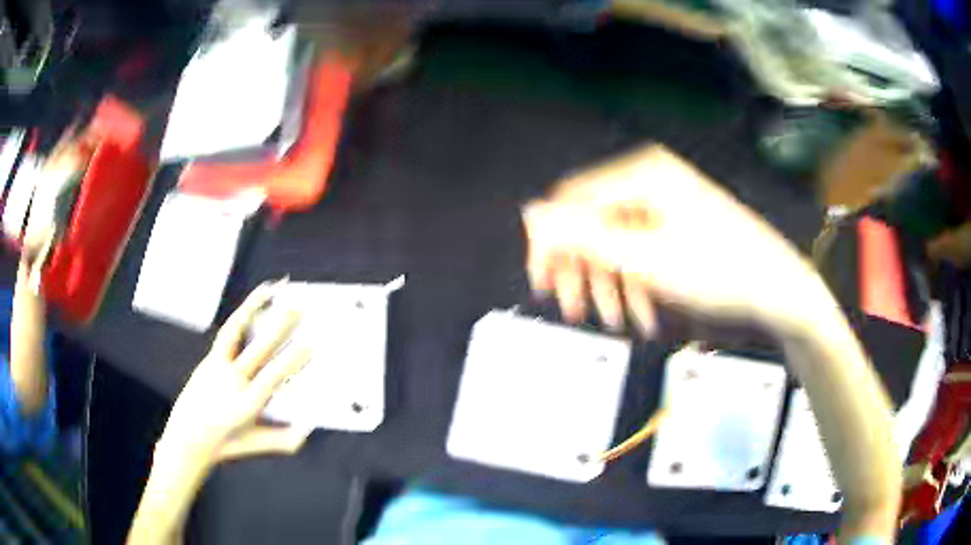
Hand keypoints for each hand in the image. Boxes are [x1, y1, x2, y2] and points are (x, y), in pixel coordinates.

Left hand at [155, 281, 314, 472]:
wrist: (187, 439)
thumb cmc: (224, 445)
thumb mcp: (257, 445)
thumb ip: (285, 440)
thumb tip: (308, 429)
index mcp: (246, 404)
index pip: (272, 376)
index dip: (293, 359)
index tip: (311, 344)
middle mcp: (231, 381)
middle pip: (258, 349)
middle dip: (280, 328)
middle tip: (298, 308)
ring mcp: (217, 367)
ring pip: (235, 332)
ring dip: (253, 309)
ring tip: (270, 291)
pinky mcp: (209, 360)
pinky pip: (226, 334)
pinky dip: (239, 316)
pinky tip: (249, 306)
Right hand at [523, 144, 825, 335]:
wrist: (777, 288)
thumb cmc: (718, 270)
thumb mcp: (645, 258)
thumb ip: (583, 235)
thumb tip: (530, 211)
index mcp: (640, 176)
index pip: (571, 202)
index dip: (549, 245)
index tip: (544, 287)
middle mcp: (649, 182)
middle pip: (594, 224)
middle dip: (584, 272)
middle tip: (575, 312)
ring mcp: (665, 204)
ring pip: (618, 243)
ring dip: (612, 284)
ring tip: (618, 321)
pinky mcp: (677, 226)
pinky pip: (642, 251)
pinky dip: (637, 283)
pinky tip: (645, 313)